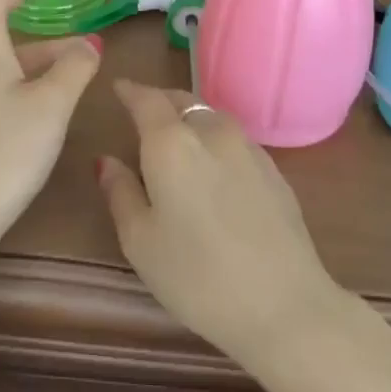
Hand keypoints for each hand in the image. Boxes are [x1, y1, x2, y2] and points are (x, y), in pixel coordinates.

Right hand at [96, 80, 351, 367]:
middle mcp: (212, 132)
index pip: (146, 99)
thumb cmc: (196, 276)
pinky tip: (213, 166)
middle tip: (142, 113)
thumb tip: (106, 161)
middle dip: (160, 101)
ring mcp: (249, 148)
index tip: (118, 88)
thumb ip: (120, 193)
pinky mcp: (274, 169)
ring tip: (177, 138)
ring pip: (212, 117)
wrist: (285, 303)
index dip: (130, 91)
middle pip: (182, 101)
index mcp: (172, 143)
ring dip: (190, 118)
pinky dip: (215, 140)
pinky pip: (235, 139)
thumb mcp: (140, 241)